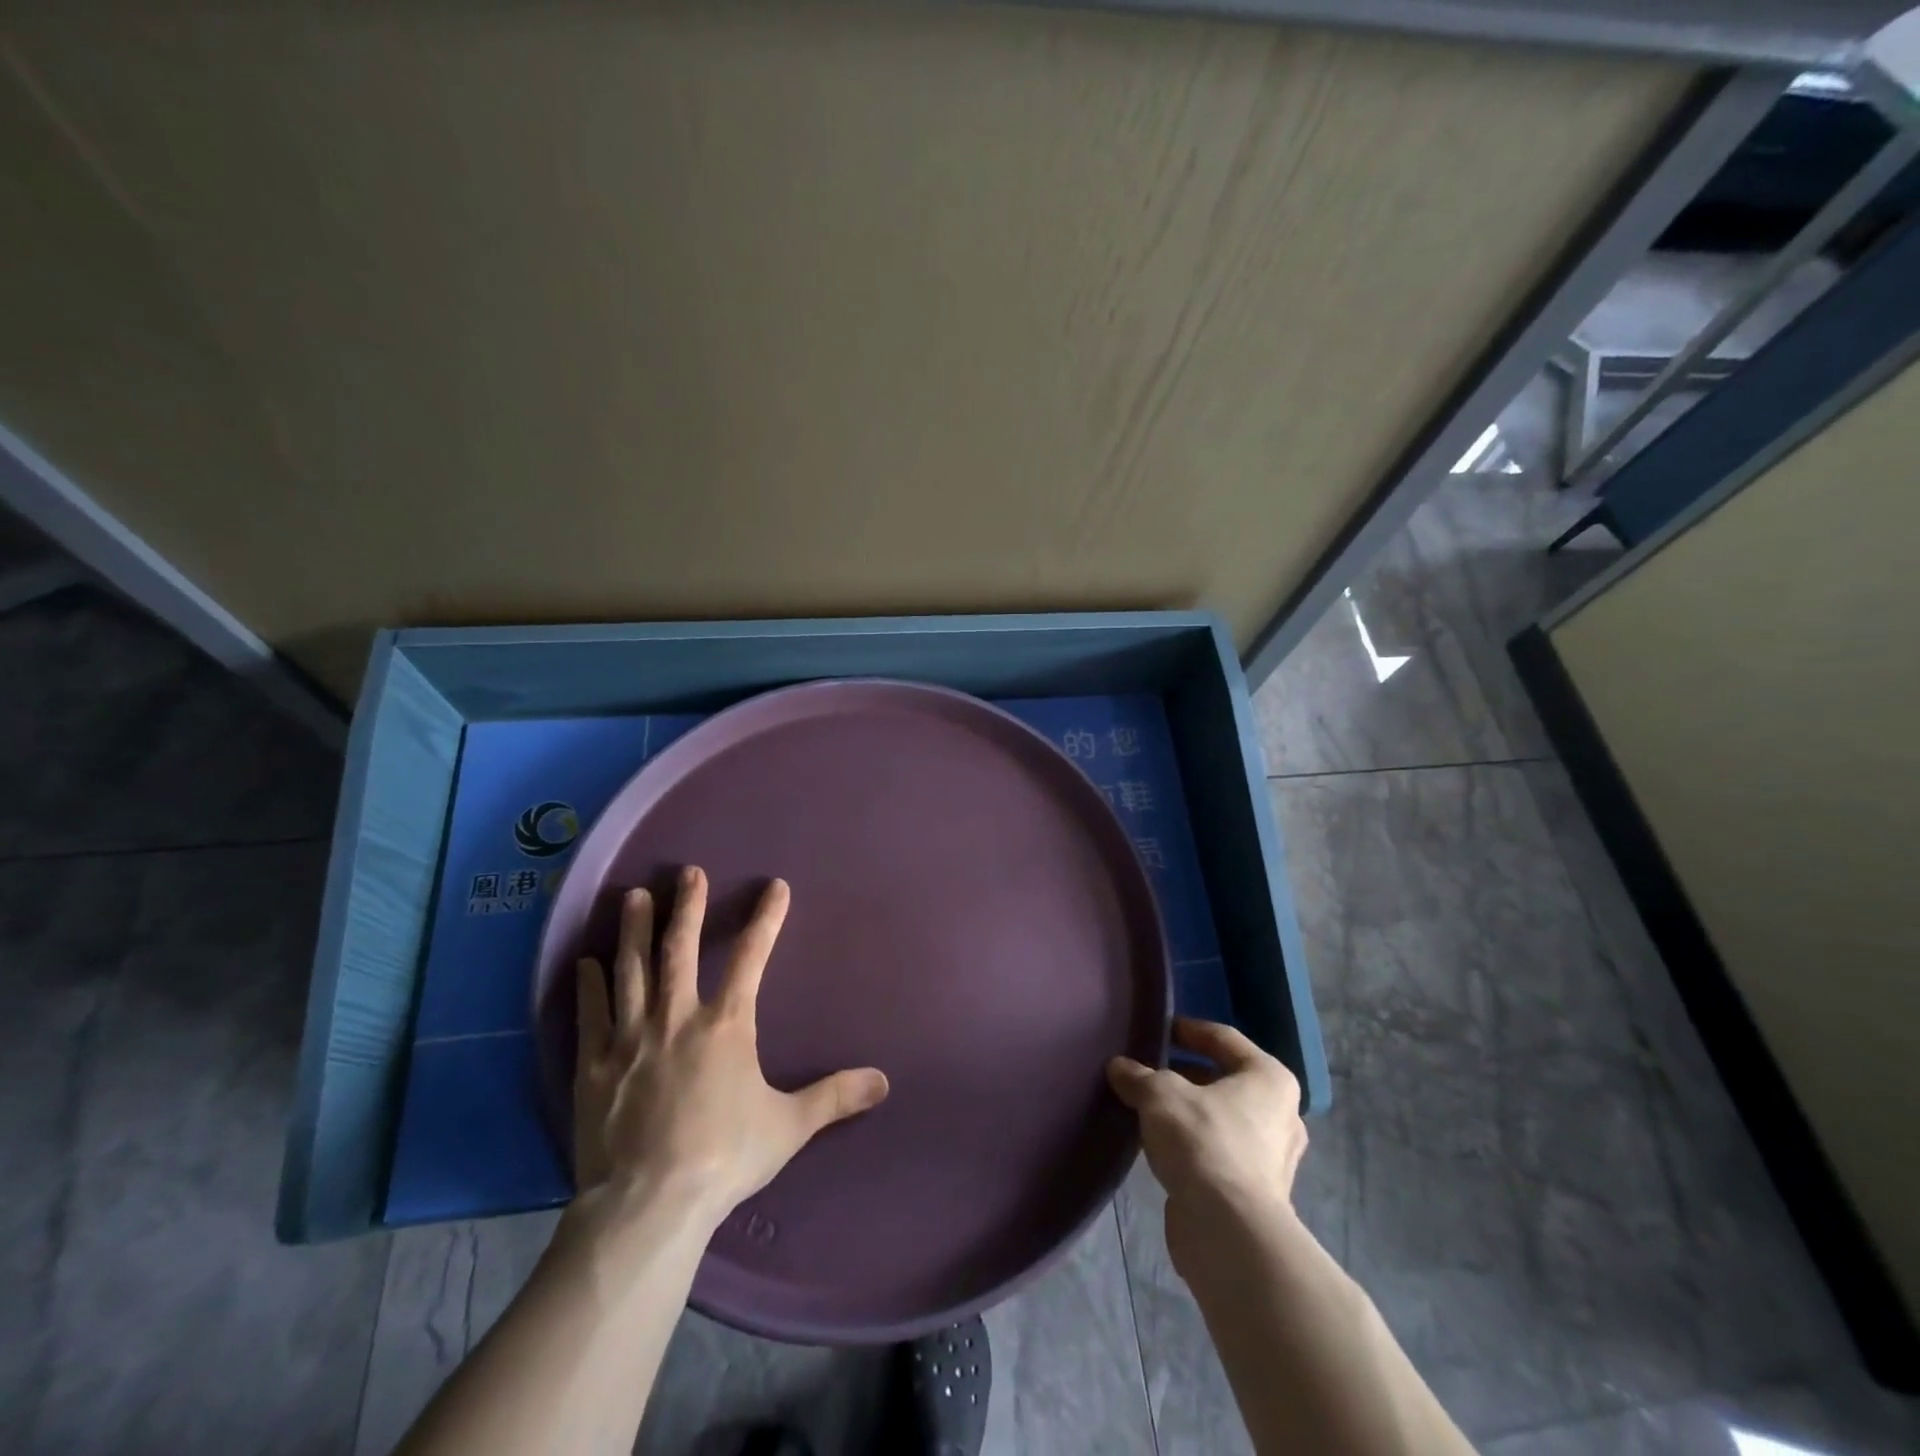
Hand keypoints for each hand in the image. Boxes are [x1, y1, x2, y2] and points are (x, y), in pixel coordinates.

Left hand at [572, 866, 889, 1230]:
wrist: (648, 1204)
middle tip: (688, 872)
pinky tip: (585, 962)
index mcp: (726, 1025)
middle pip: (679, 949)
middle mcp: (676, 1017)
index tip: (775, 887)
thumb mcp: (789, 1126)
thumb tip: (883, 1081)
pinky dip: (589, 985)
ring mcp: (630, 1038)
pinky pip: (591, 1014)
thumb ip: (834, 1096)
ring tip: (632, 895)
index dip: (766, 919)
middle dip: (686, 906)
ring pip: (631, 970)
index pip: (752, 957)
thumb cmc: (724, 1157)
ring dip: (633, 930)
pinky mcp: (593, 1065)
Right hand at [1107, 1017, 1308, 1276]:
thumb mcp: (1160, 1095)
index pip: (1224, 1038)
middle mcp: (1281, 1113)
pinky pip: (1220, 1150)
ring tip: (1148, 1107)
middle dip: (1185, 1074)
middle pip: (1225, 1079)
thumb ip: (1138, 1076)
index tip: (1158, 1030)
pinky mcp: (1258, 1192)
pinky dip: (1194, 1143)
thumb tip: (1119, 1067)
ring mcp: (1273, 1156)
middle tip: (1148, 1070)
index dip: (1188, 1030)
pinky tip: (1161, 1145)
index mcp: (1269, 1078)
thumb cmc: (1203, 1141)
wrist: (1229, 1231)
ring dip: (1188, 1111)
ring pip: (1222, 1117)